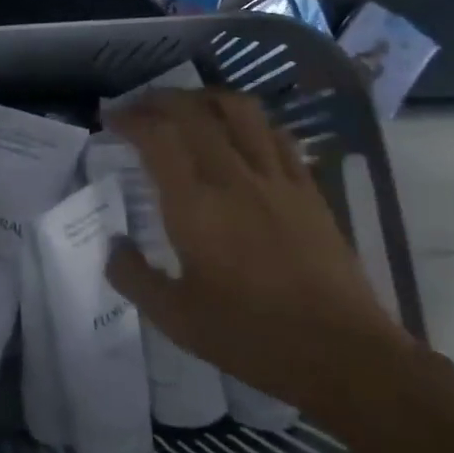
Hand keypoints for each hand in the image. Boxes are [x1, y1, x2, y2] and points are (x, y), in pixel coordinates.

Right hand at [105, 90, 410, 411]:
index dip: (129, 119)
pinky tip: (241, 132)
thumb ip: (133, 277)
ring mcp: (275, 179)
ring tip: (188, 107)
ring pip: (240, 111)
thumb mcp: (175, 318)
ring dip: (206, 98)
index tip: (110, 119)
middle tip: (139, 108)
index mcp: (194, 206)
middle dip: (159, 100)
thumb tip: (112, 244)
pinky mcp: (307, 190)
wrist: (343, 354)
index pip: (156, 137)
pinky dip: (250, 121)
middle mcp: (232, 178)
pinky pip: (276, 135)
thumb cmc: (251, 337)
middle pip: (193, 113)